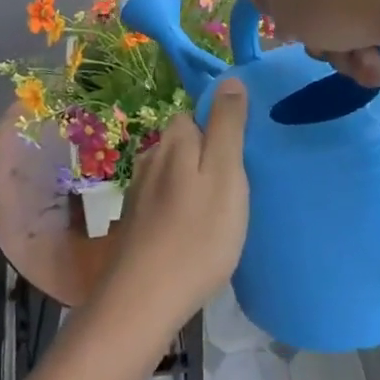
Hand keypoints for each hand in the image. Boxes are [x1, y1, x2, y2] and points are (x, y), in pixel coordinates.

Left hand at [98, 80, 250, 337]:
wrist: (144, 299)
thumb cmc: (197, 234)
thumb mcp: (225, 174)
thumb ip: (228, 125)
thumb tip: (230, 79)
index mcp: (175, 140)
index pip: (196, 112)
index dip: (221, 125)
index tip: (244, 151)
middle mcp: (152, 157)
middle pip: (185, 141)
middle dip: (208, 154)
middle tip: (238, 184)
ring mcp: (139, 190)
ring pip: (174, 171)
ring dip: (194, 182)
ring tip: (220, 210)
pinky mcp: (136, 221)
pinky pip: (165, 199)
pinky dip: (181, 207)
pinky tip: (194, 231)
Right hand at [247, 0, 379, 87]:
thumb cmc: (333, 1)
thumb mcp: (282, 4)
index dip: (292, 13)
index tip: (299, 34)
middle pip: (322, 6)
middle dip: (326, 42)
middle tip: (334, 54)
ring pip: (352, 22)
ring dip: (352, 54)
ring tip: (366, 65)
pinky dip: (379, 48)